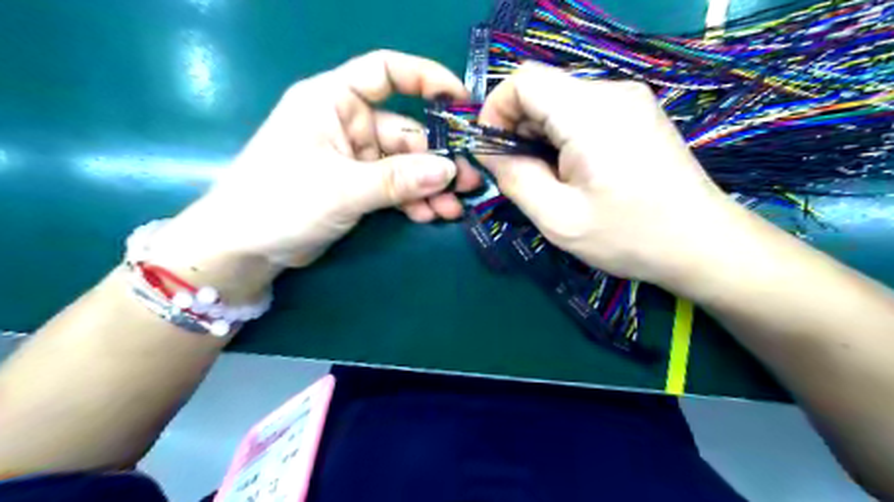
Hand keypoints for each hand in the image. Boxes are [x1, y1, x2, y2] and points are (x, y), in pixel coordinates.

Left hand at [150, 51, 480, 286]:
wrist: (244, 248)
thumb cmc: (279, 202)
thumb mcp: (342, 188)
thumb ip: (397, 179)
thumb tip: (450, 171)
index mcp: (333, 100)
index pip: (386, 72)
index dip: (427, 78)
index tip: (462, 102)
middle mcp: (347, 123)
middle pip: (406, 131)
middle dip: (437, 159)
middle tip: (469, 182)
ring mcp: (354, 157)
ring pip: (404, 165)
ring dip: (429, 186)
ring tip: (453, 208)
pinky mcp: (357, 186)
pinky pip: (394, 187)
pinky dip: (412, 200)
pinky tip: (429, 216)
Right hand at [478, 65, 744, 288]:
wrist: (701, 243)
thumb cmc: (629, 236)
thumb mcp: (558, 218)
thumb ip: (514, 178)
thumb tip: (488, 151)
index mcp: (590, 112)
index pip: (523, 80)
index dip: (495, 111)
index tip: (492, 152)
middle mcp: (611, 92)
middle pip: (541, 90)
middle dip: (517, 129)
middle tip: (520, 176)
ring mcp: (628, 100)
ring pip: (559, 102)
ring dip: (539, 136)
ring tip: (549, 179)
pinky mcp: (636, 113)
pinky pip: (581, 112)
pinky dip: (562, 137)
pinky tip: (573, 172)